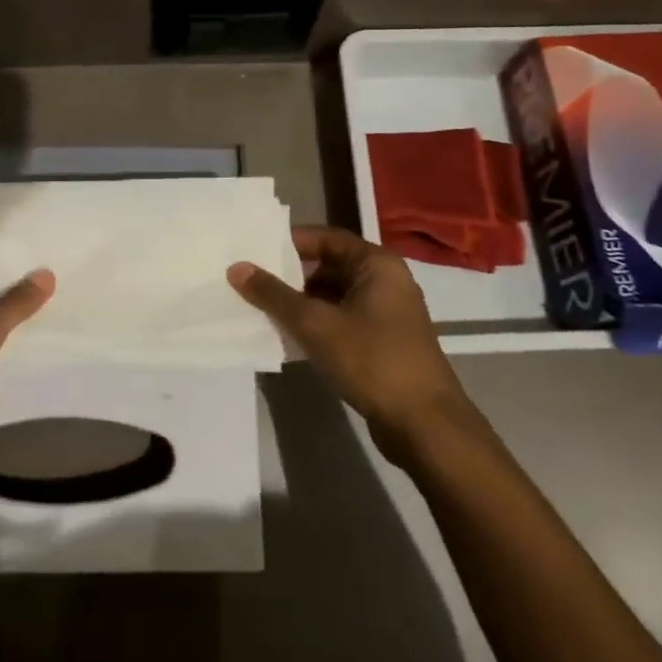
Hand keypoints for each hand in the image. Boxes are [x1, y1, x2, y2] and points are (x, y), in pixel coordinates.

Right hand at [228, 226, 473, 460]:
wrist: (424, 424)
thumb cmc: (372, 360)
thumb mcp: (316, 324)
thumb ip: (274, 295)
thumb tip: (237, 268)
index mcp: (377, 264)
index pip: (327, 237)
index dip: (290, 242)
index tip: (255, 251)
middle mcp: (386, 281)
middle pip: (330, 265)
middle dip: (292, 274)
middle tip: (251, 281)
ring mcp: (387, 313)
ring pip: (335, 295)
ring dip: (302, 302)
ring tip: (262, 308)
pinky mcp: (383, 341)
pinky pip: (342, 319)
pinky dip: (317, 323)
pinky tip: (288, 336)